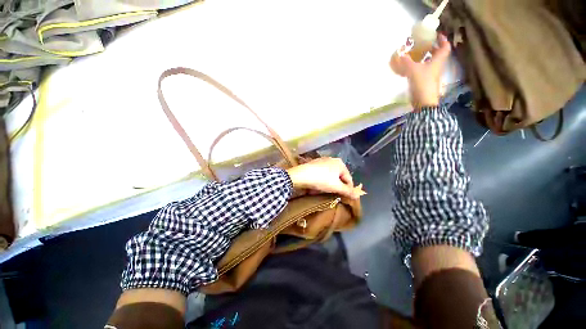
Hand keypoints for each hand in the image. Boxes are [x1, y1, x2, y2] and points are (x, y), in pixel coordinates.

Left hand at [286, 157, 364, 198]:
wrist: (300, 175)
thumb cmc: (321, 180)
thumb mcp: (335, 187)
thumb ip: (347, 191)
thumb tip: (357, 196)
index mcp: (340, 163)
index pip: (349, 179)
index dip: (348, 189)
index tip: (345, 198)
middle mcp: (332, 160)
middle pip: (339, 177)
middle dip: (338, 186)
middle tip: (334, 195)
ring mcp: (323, 161)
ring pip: (331, 175)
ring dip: (330, 184)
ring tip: (326, 191)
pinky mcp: (314, 164)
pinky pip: (323, 174)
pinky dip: (323, 180)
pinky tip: (318, 185)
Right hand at [389, 34, 450, 107]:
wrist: (423, 101)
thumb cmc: (422, 83)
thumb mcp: (413, 70)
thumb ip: (406, 61)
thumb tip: (400, 53)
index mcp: (438, 61)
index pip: (445, 47)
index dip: (442, 39)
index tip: (436, 35)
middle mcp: (436, 66)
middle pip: (438, 54)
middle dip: (432, 47)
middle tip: (423, 43)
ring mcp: (431, 75)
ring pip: (430, 62)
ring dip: (425, 57)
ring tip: (415, 54)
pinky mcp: (425, 81)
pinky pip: (423, 70)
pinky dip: (419, 66)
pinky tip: (410, 67)